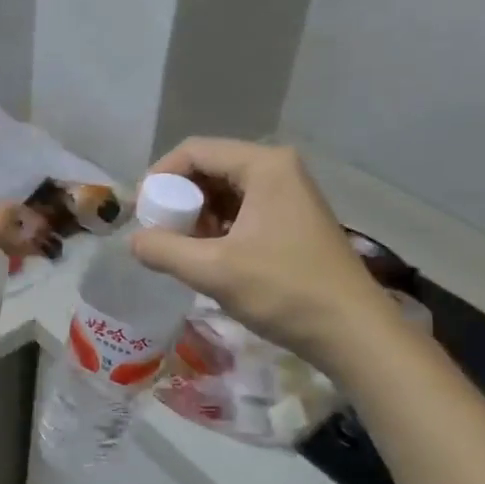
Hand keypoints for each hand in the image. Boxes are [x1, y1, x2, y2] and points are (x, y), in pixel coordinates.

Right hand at [129, 139, 395, 361]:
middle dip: (178, 200)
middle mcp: (278, 169)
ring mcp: (288, 195)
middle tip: (160, 235)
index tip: (141, 214)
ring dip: (196, 218)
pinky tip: (208, 258)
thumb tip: (133, 241)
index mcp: (264, 166)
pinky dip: (217, 229)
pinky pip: (241, 211)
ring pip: (224, 192)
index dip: (159, 178)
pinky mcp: (291, 220)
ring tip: (182, 251)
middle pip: (209, 169)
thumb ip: (164, 250)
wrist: (352, 332)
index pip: (194, 151)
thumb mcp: (214, 270)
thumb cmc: (284, 291)